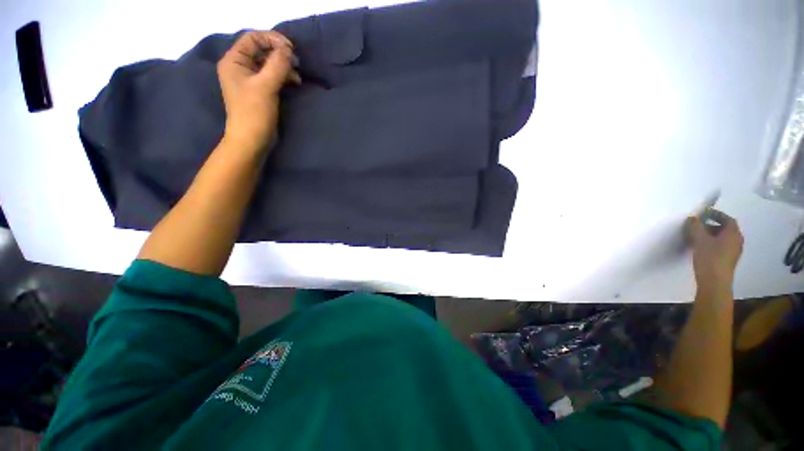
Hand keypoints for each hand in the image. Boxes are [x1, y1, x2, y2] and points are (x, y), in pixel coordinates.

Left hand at [217, 31, 299, 151]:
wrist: (252, 140)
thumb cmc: (254, 112)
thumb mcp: (266, 86)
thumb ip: (277, 65)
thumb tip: (288, 50)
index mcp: (234, 60)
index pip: (253, 38)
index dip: (272, 39)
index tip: (291, 49)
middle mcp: (240, 66)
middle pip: (261, 50)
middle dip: (280, 54)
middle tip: (297, 63)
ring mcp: (250, 79)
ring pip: (269, 63)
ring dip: (284, 66)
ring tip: (297, 76)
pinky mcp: (260, 91)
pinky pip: (272, 76)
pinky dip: (284, 77)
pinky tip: (295, 82)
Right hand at [686, 209, 743, 289]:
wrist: (715, 282)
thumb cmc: (710, 258)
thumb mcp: (699, 240)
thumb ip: (696, 227)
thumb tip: (692, 218)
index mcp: (733, 234)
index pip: (727, 219)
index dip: (716, 214)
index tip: (704, 213)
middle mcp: (737, 241)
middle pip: (725, 229)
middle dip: (712, 225)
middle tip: (698, 225)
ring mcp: (733, 252)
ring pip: (723, 238)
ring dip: (711, 235)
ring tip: (697, 237)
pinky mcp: (728, 260)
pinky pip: (721, 246)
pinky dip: (712, 243)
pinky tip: (701, 247)